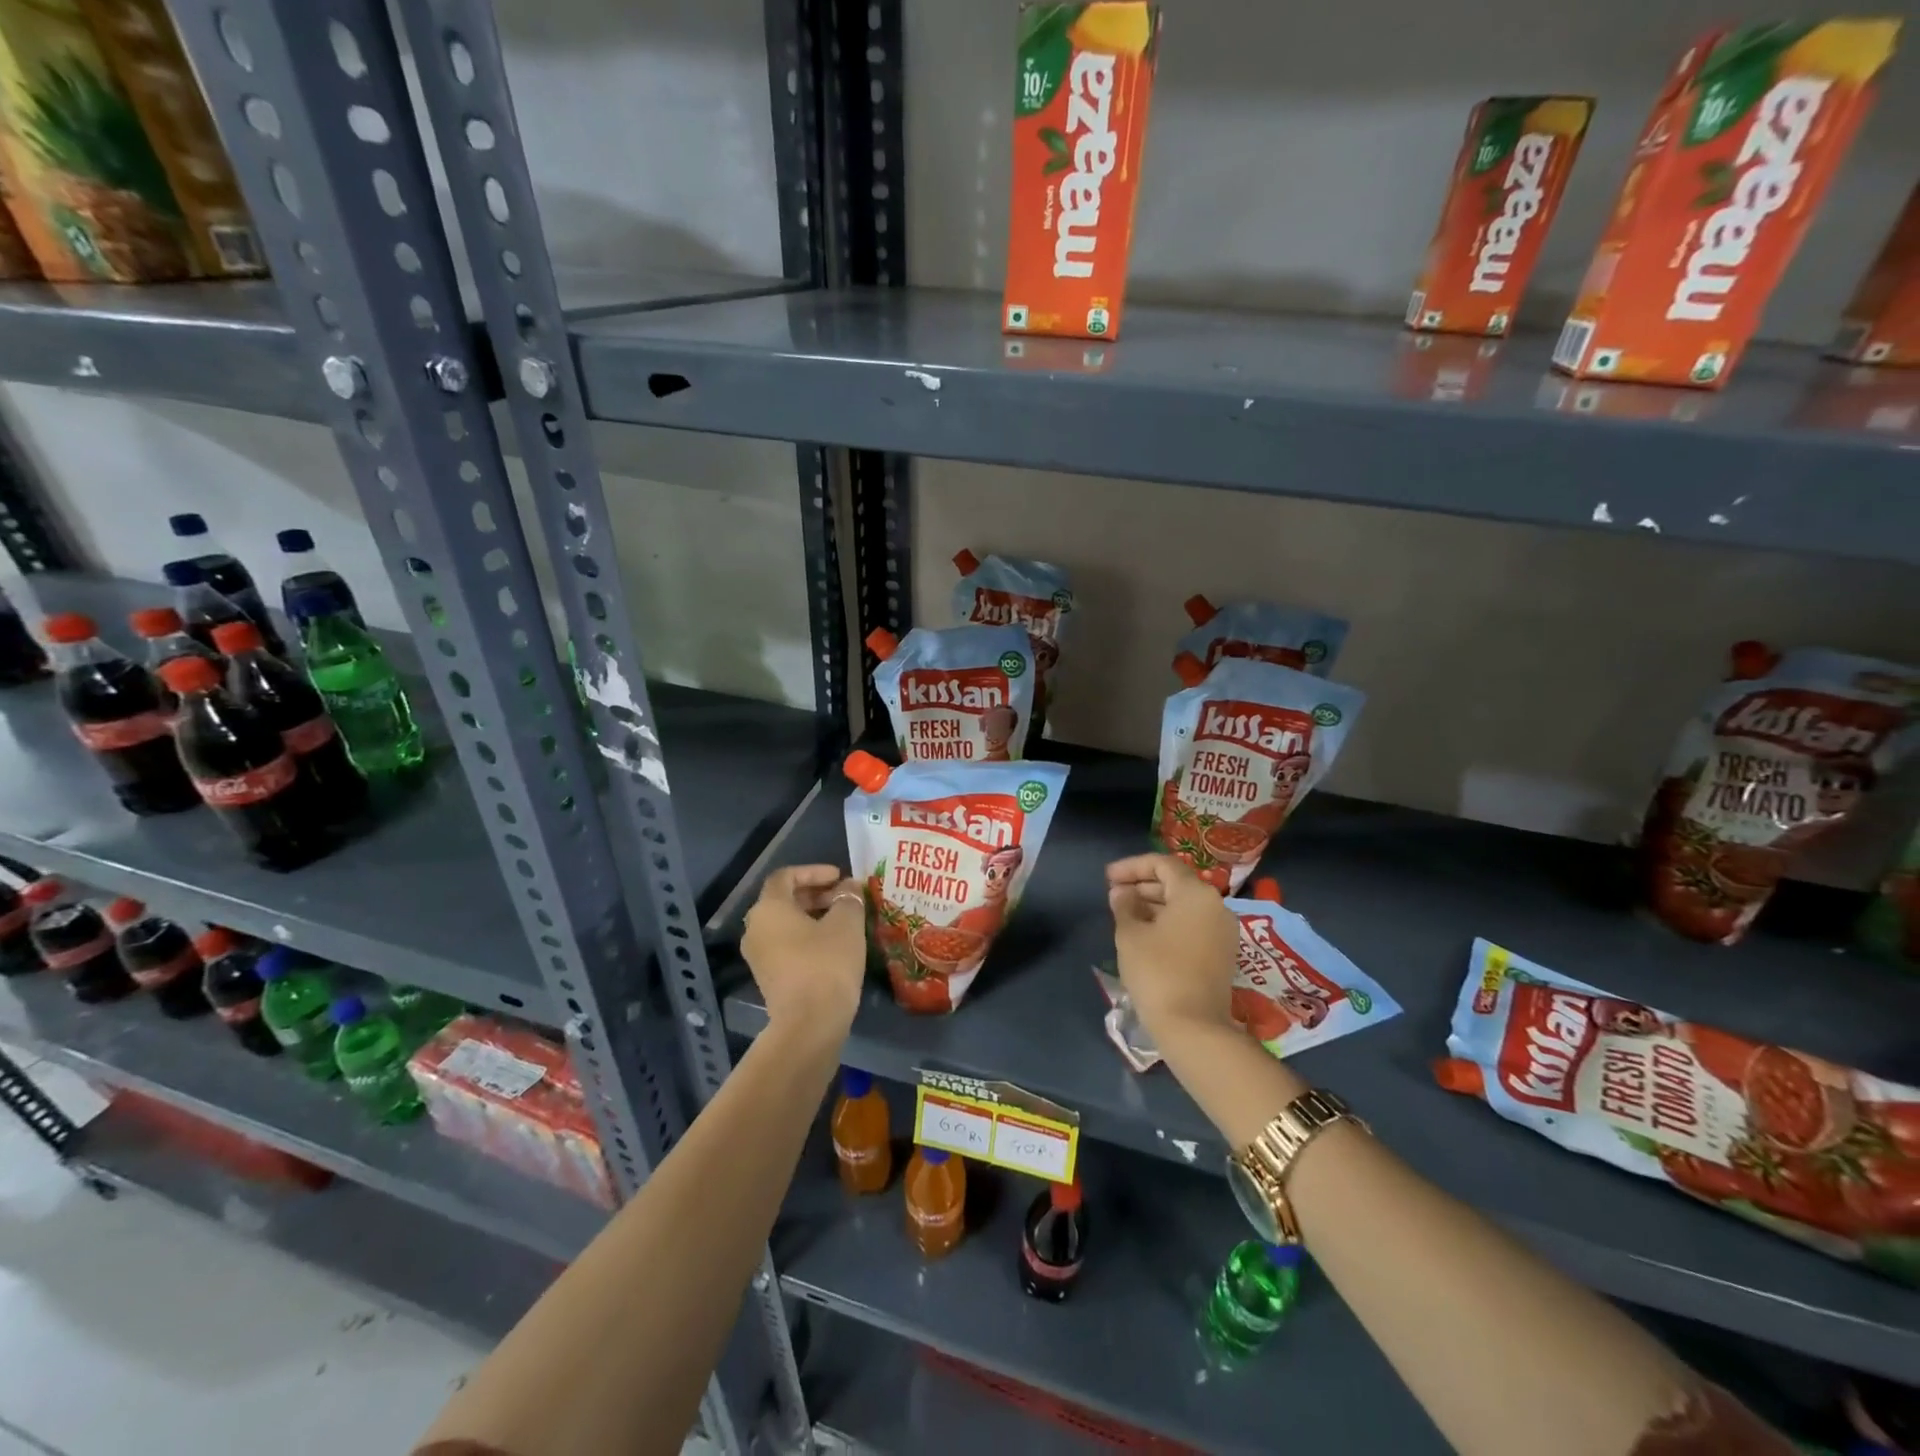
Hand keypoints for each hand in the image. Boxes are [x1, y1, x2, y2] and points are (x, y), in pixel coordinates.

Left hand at [740, 864, 866, 1046]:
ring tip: (843, 920)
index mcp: (769, 908)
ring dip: (812, 916)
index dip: (813, 871)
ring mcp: (758, 956)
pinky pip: (785, 945)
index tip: (839, 876)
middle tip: (844, 896)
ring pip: (784, 924)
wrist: (809, 1024)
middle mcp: (755, 928)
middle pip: (783, 899)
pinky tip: (833, 945)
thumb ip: (848, 898)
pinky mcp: (768, 977)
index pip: (785, 876)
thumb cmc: (826, 963)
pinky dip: (806, 937)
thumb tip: (849, 887)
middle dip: (815, 893)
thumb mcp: (846, 924)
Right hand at [1106, 854, 1238, 1045]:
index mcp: (1195, 893)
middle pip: (1176, 883)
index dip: (1132, 867)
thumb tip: (1122, 893)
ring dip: (1153, 904)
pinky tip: (1144, 933)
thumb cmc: (1158, 972)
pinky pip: (1192, 924)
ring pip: (1184, 905)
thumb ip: (1124, 906)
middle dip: (1142, 885)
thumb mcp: (1130, 935)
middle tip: (1113, 895)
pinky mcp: (1222, 954)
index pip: (1162, 864)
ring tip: (1123, 914)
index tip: (1107, 878)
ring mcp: (1222, 931)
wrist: (1193, 1027)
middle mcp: (1215, 906)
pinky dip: (1168, 922)